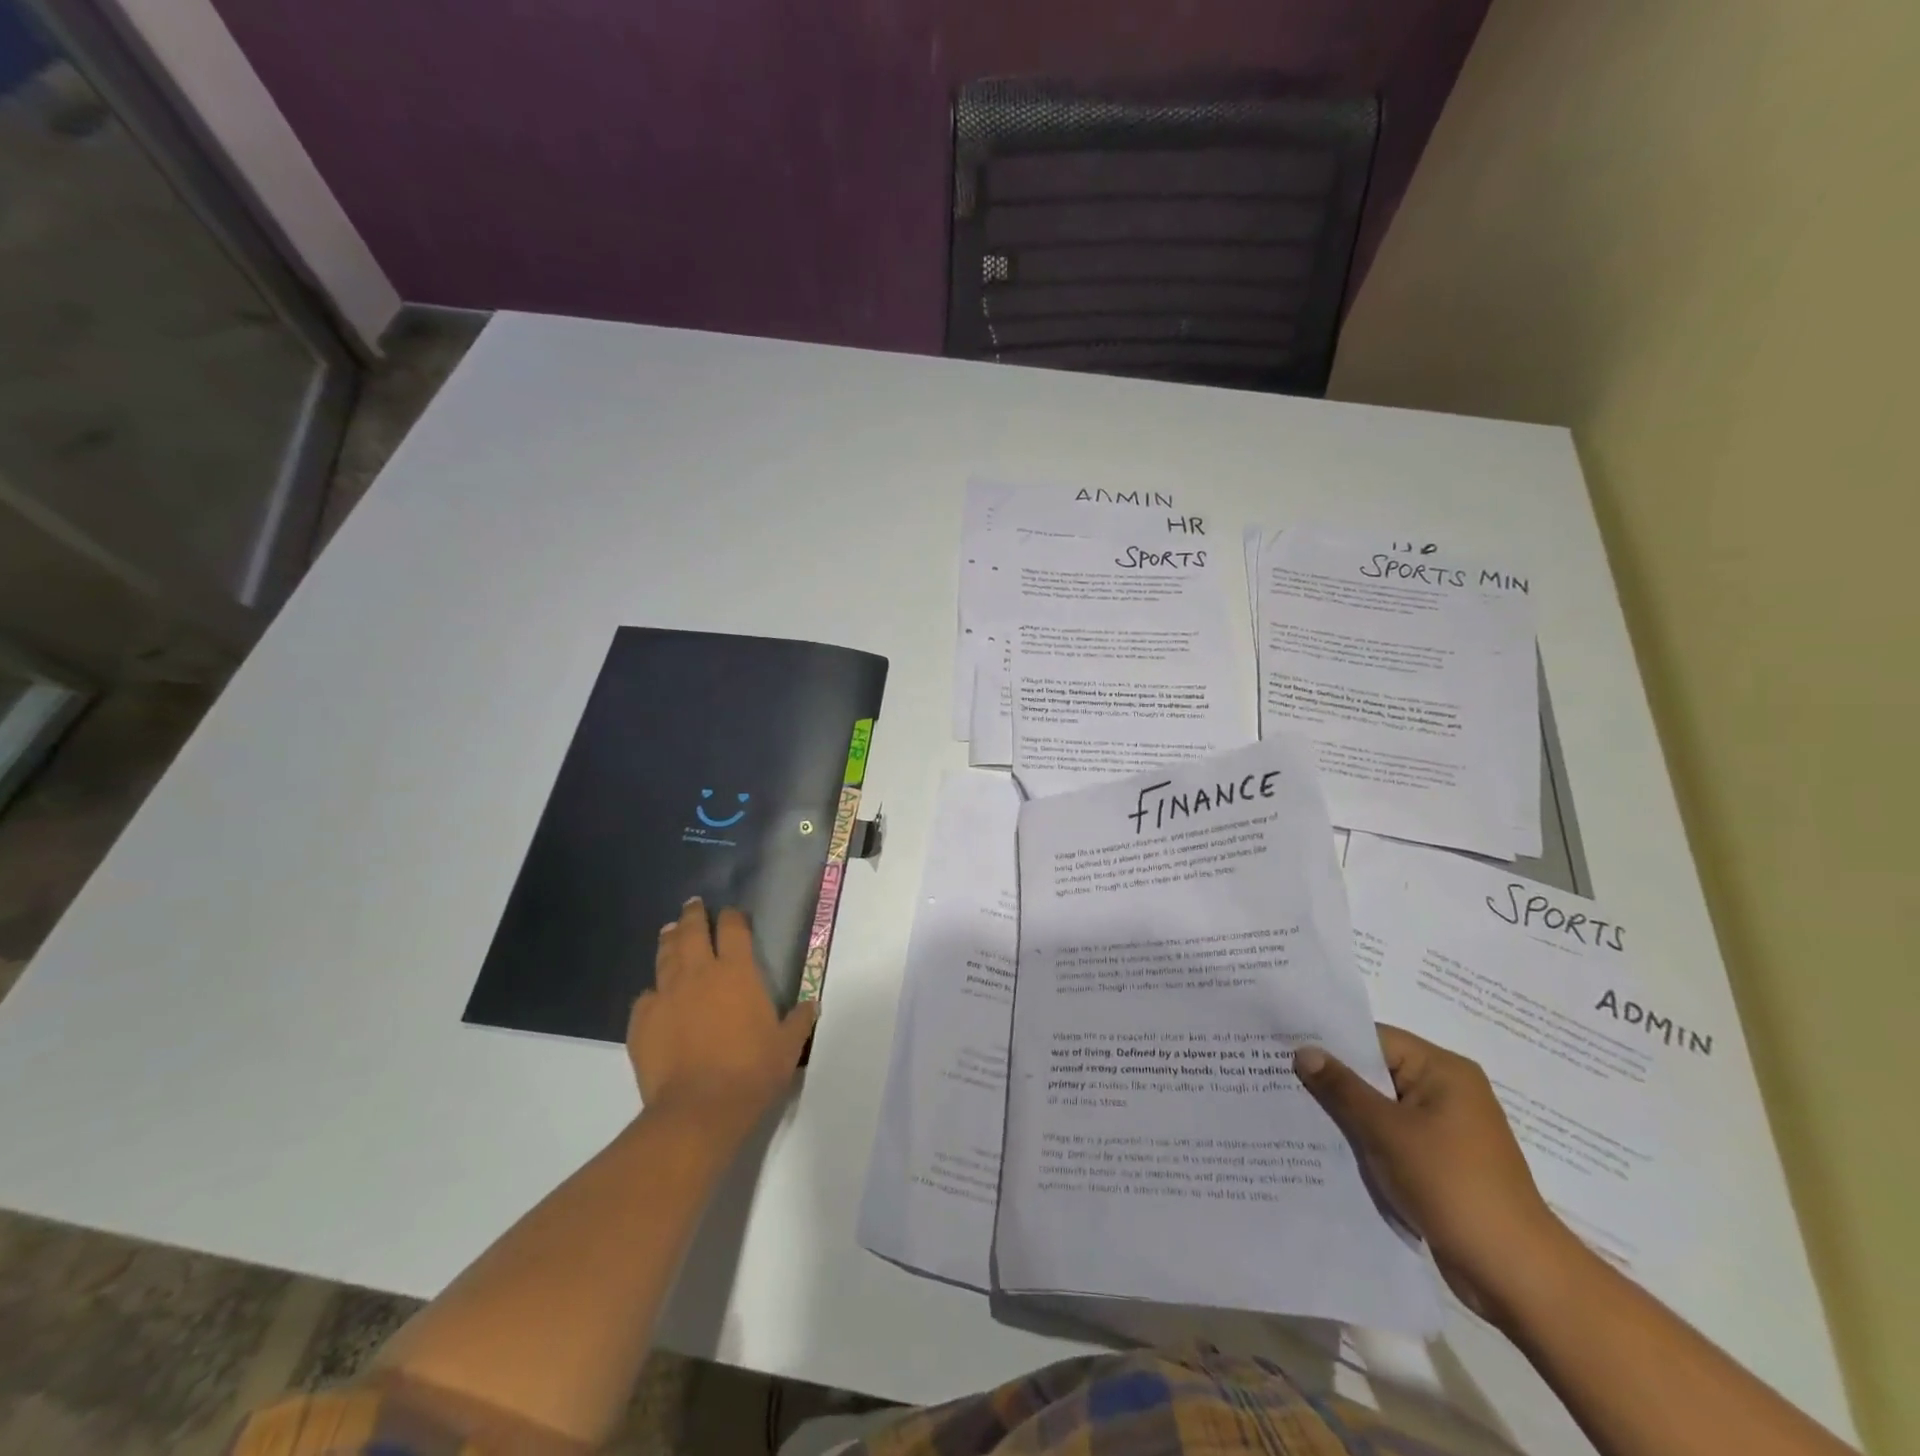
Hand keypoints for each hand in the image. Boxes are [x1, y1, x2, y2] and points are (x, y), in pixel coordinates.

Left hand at [629, 899, 817, 1137]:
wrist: (698, 1110)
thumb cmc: (752, 1072)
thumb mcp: (787, 1046)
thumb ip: (798, 1020)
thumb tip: (810, 1004)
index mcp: (737, 972)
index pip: (733, 928)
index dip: (733, 917)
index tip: (732, 914)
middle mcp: (700, 973)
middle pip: (692, 931)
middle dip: (693, 915)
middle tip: (693, 905)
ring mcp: (666, 995)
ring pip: (665, 956)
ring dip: (669, 940)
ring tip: (669, 931)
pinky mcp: (641, 1022)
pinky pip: (645, 997)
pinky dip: (652, 992)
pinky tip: (654, 996)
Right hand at [1294, 1025, 1578, 1322]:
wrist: (1516, 1274)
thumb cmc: (1452, 1185)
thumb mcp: (1387, 1131)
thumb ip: (1342, 1088)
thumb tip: (1304, 1051)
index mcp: (1443, 1071)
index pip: (1374, 1039)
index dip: (1330, 1042)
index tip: (1284, 1045)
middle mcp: (1447, 1092)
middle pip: (1376, 1071)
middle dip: (1333, 1079)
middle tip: (1278, 1075)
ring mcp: (1445, 1130)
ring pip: (1381, 1107)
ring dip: (1346, 1112)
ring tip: (1293, 1109)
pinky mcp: (1440, 1163)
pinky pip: (1391, 1136)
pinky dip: (1364, 1139)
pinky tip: (1325, 1145)